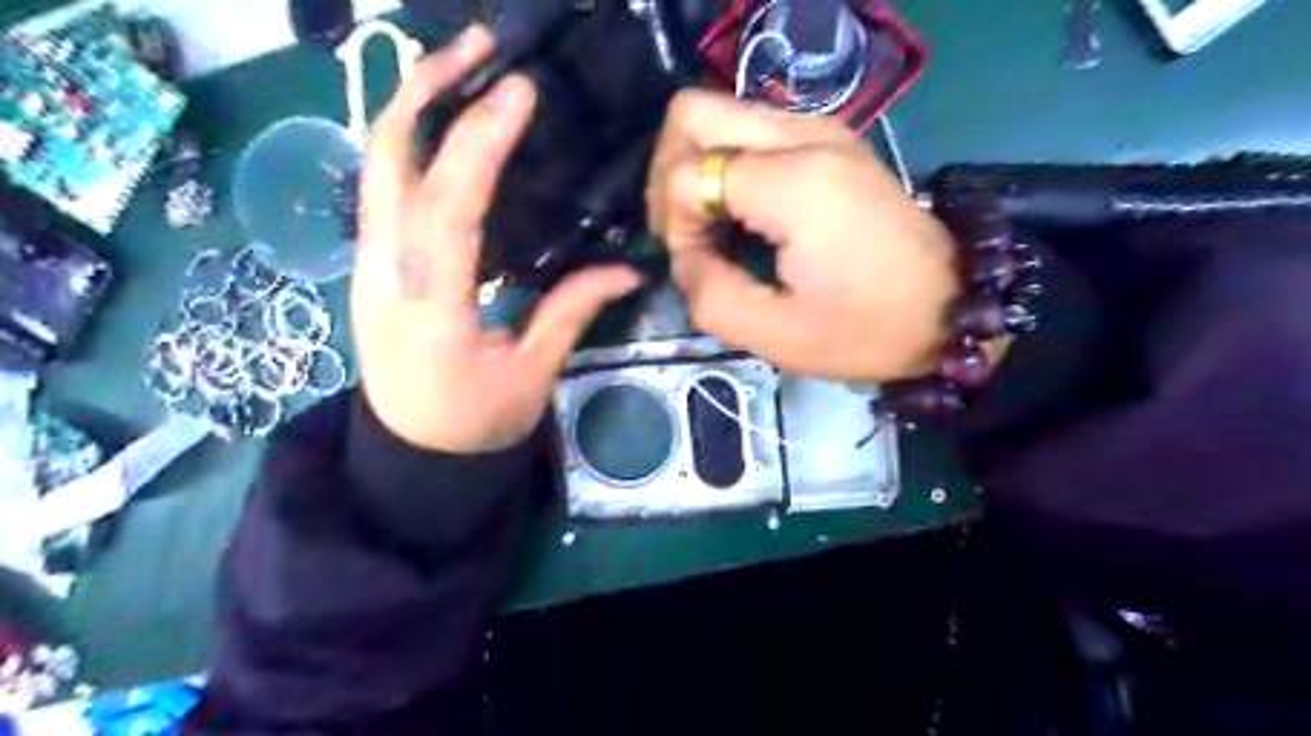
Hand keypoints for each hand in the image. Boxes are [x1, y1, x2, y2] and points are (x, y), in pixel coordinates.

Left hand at [357, 25, 643, 454]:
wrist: (412, 457)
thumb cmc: (475, 425)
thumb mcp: (532, 374)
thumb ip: (572, 310)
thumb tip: (629, 269)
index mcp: (431, 305)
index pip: (450, 205)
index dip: (482, 142)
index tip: (519, 91)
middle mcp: (385, 271)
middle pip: (387, 160)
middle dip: (426, 89)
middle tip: (476, 46)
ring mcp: (368, 264)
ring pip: (375, 166)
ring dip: (413, 106)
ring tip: (460, 67)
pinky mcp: (371, 265)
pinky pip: (383, 189)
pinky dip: (410, 143)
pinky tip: (446, 128)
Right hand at [648, 90, 959, 381]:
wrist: (949, 308)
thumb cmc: (868, 329)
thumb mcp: (778, 336)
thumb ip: (711, 296)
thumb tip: (685, 257)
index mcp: (795, 185)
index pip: (688, 173)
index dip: (675, 224)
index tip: (699, 265)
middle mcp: (805, 136)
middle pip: (693, 112)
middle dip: (669, 173)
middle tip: (685, 229)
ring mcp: (820, 128)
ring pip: (718, 112)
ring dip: (696, 166)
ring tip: (708, 224)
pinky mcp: (829, 137)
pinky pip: (750, 129)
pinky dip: (726, 164)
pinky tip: (739, 211)